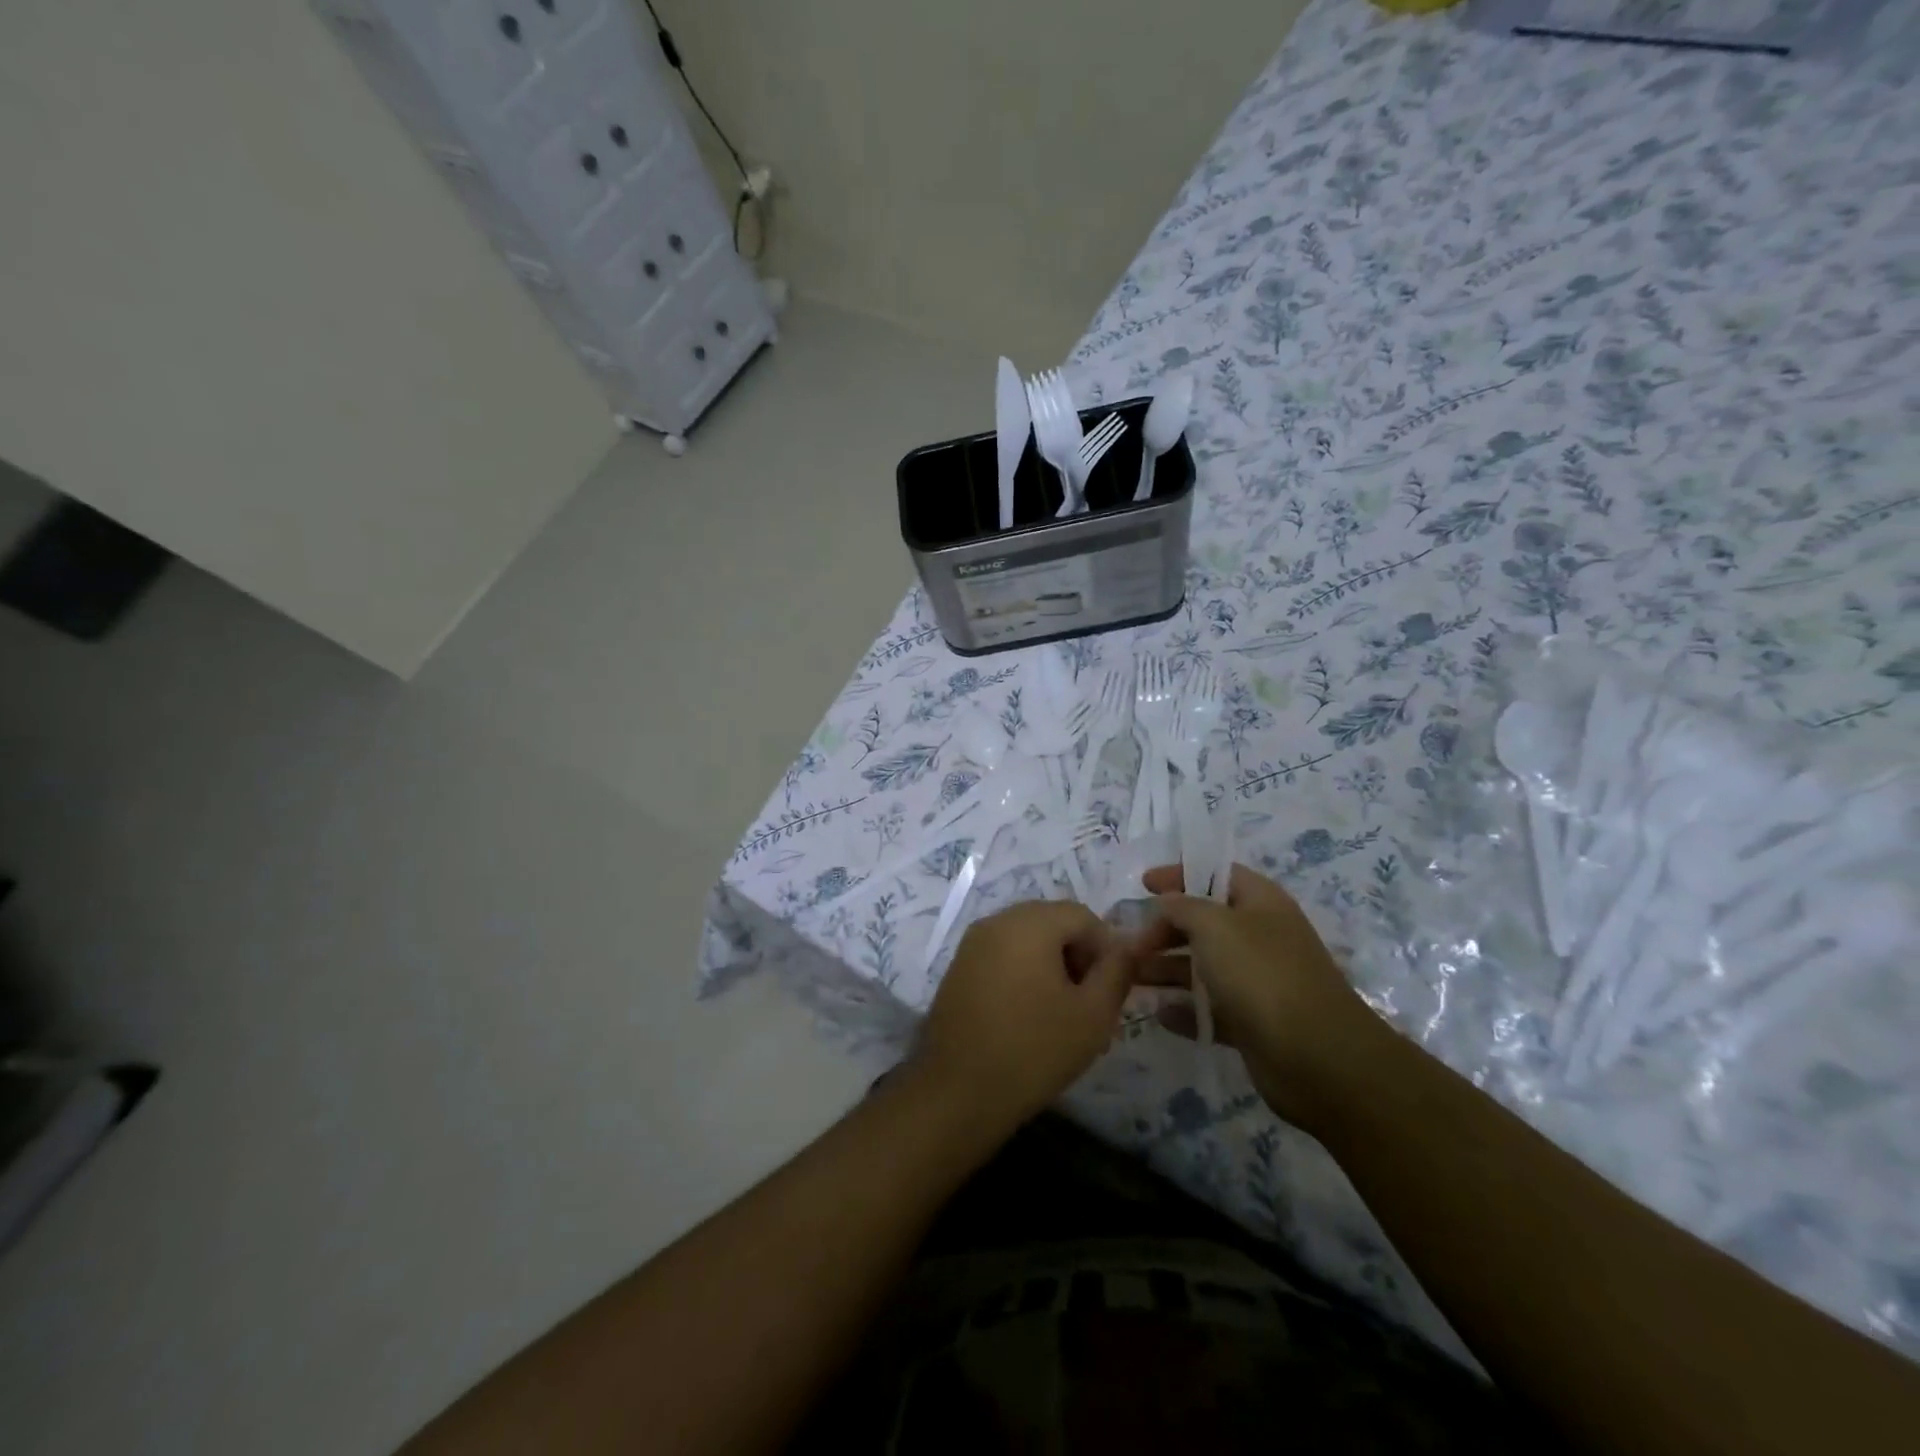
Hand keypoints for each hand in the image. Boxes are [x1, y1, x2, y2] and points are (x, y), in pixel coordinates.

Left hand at [913, 900, 1134, 1133]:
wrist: (958, 1092)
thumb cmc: (1034, 1050)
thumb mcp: (1093, 1014)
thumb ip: (1117, 971)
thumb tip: (1128, 946)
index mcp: (1030, 923)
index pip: (1082, 915)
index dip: (1105, 948)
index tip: (1110, 990)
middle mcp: (997, 920)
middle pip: (1052, 921)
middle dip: (1077, 954)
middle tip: (1088, 1001)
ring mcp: (972, 942)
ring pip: (1026, 938)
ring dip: (1051, 963)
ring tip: (1060, 1012)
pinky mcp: (957, 967)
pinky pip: (1002, 954)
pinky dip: (1022, 971)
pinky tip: (1027, 1014)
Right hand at [1136, 863, 1389, 1129]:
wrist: (1318, 1058)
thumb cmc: (1262, 975)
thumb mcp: (1214, 926)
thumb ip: (1182, 907)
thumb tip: (1166, 903)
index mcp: (1260, 903)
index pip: (1216, 874)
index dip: (1179, 874)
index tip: (1143, 884)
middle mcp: (1260, 937)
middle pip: (1204, 923)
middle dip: (1164, 929)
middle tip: (1130, 945)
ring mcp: (1258, 981)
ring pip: (1203, 967)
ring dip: (1166, 970)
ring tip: (1131, 978)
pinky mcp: (1253, 1022)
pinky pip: (1211, 1008)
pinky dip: (1185, 1009)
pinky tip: (1159, 1014)